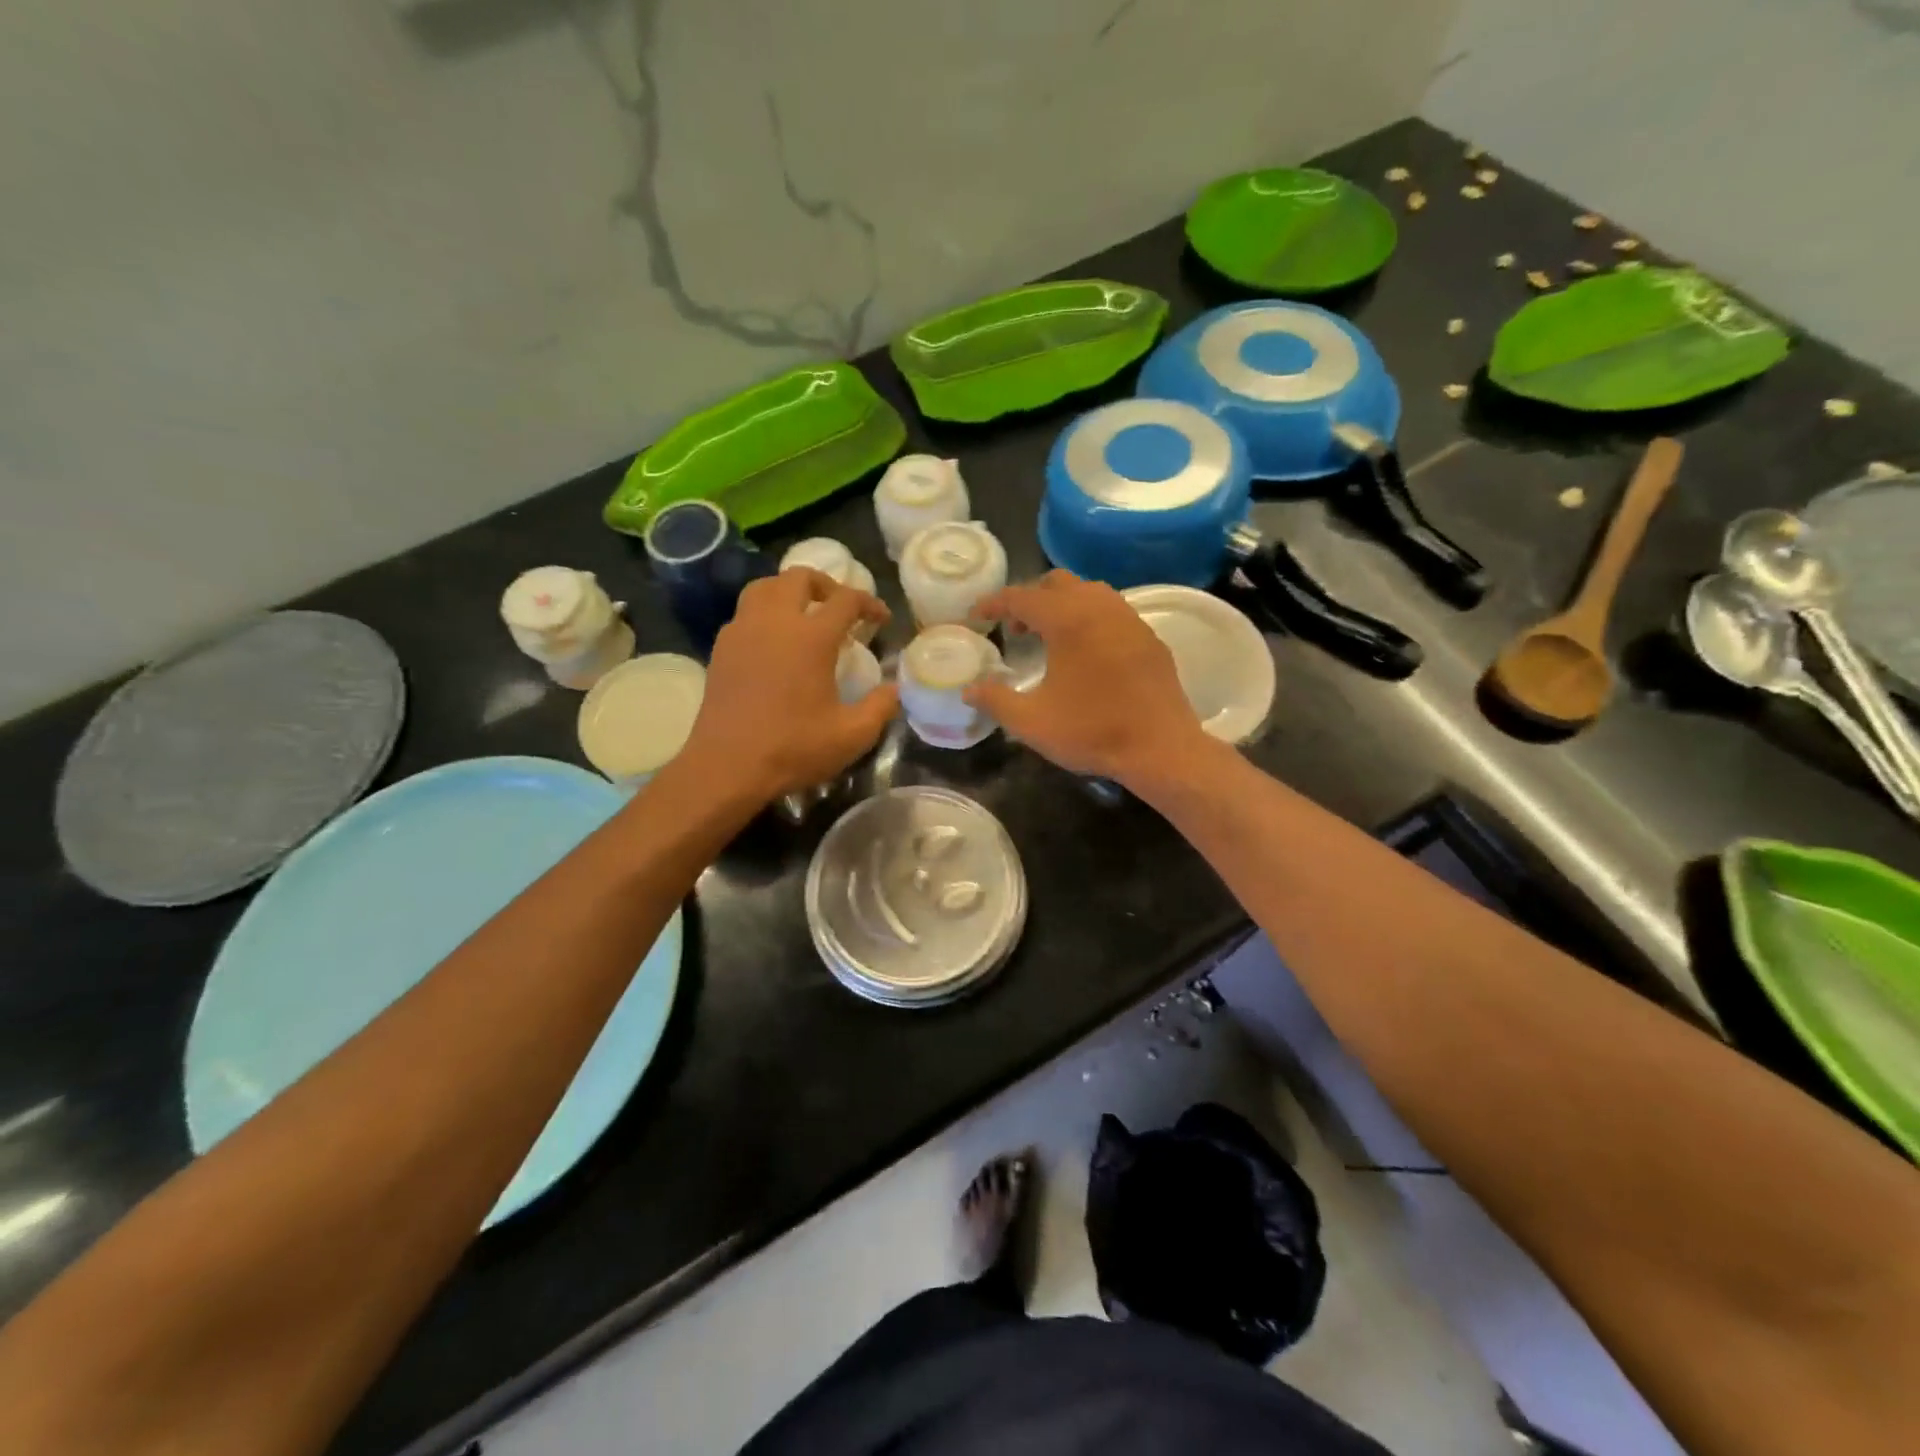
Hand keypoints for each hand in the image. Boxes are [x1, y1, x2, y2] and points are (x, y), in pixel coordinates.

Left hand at [683, 568, 897, 800]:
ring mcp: (742, 631)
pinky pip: (746, 612)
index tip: (881, 619)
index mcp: (811, 637)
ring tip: (805, 615)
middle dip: (827, 585)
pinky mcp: (721, 648)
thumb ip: (881, 706)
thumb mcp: (852, 735)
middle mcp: (775, 621)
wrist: (726, 767)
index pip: (846, 600)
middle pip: (800, 577)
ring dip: (790, 592)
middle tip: (841, 609)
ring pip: (765, 587)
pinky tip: (775, 643)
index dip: (869, 603)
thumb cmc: (793, 748)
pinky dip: (766, 613)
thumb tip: (895, 688)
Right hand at [964, 571, 1209, 783]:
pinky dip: (1089, 619)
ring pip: (1089, 592)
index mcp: (1068, 620)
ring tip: (1049, 638)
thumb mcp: (1032, 722)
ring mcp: (1130, 619)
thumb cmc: (1092, 732)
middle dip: (1030, 598)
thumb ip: (995, 700)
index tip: (976, 616)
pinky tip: (1085, 653)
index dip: (993, 603)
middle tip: (1015, 629)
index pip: (1021, 596)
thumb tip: (969, 689)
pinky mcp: (1149, 637)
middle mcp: (1100, 607)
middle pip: (1056, 583)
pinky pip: (1112, 611)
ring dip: (1062, 605)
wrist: (1160, 748)